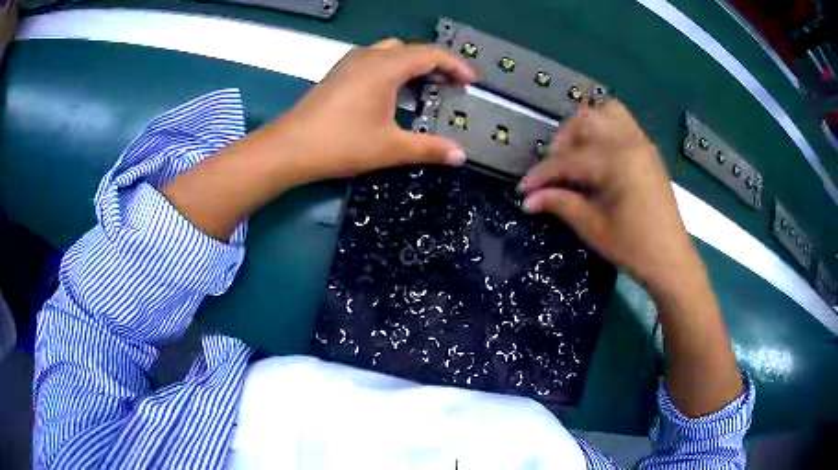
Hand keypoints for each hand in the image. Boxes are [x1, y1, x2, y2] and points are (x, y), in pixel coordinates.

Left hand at [274, 38, 473, 182]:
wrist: (290, 148)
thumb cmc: (341, 144)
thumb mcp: (390, 147)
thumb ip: (429, 148)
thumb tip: (460, 155)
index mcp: (385, 67)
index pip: (430, 54)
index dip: (455, 65)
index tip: (471, 81)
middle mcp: (368, 57)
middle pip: (411, 50)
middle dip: (436, 64)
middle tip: (451, 86)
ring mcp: (350, 64)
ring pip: (391, 52)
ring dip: (412, 65)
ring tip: (425, 88)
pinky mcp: (338, 74)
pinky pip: (374, 61)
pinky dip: (393, 69)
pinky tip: (393, 93)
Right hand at [519, 101, 694, 290]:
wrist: (671, 260)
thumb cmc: (633, 248)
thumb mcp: (593, 228)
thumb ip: (561, 204)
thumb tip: (529, 199)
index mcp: (617, 162)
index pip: (569, 160)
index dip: (542, 174)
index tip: (524, 188)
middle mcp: (630, 143)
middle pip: (587, 119)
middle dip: (564, 139)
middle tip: (554, 166)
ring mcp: (642, 144)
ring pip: (607, 112)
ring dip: (586, 126)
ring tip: (577, 153)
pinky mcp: (648, 151)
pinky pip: (623, 124)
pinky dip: (604, 130)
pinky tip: (598, 156)